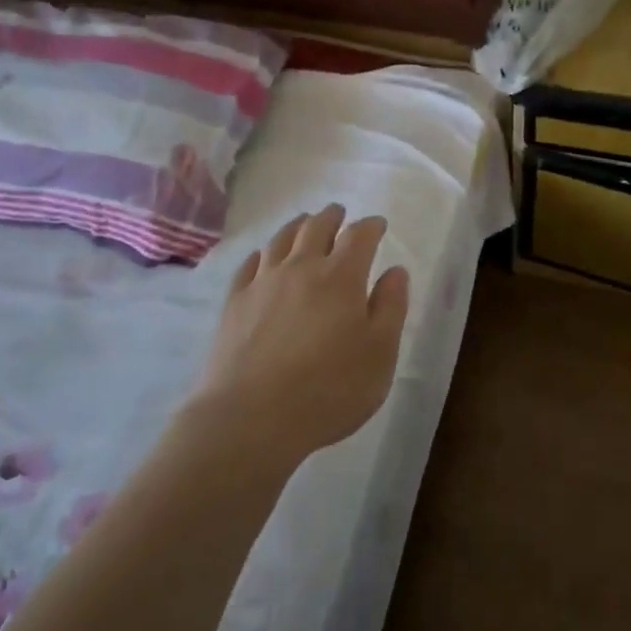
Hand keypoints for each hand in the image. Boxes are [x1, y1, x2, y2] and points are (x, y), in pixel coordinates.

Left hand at [188, 205, 411, 462]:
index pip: (359, 236)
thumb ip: (391, 308)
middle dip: (332, 217)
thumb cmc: (329, 389)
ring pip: (281, 240)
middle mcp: (301, 268)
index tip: (378, 224)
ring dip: (297, 226)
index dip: (371, 226)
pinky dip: (263, 254)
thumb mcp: (380, 354)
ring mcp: (263, 283)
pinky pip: (250, 265)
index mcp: (342, 277)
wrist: (251, 417)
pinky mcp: (235, 303)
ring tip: (304, 223)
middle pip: (316, 227)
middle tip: (339, 213)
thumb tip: (395, 270)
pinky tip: (264, 258)